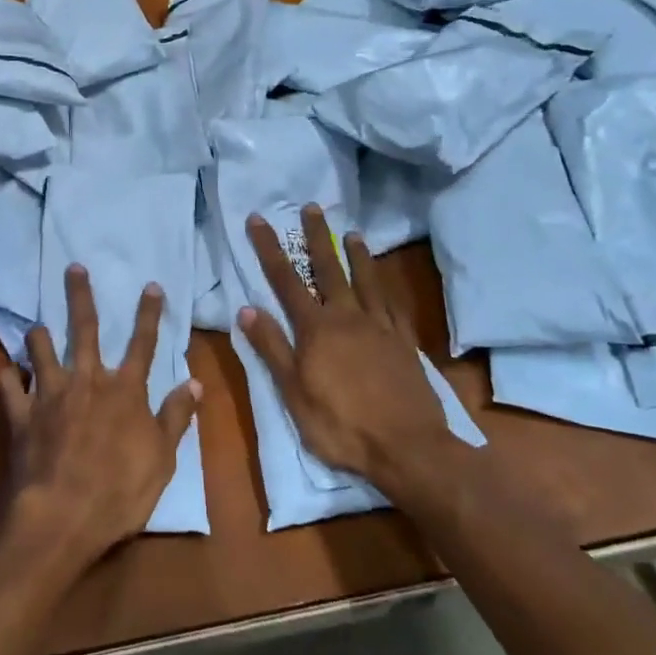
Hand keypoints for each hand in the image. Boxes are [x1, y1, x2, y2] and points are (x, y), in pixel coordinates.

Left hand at [0, 265, 200, 570]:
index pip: (142, 343)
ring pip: (40, 351)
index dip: (148, 313)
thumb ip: (176, 417)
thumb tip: (195, 382)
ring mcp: (49, 396)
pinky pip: (8, 388)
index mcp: (124, 390)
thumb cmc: (119, 492)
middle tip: (73, 268)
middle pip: (83, 329)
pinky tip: (7, 374)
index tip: (151, 285)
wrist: (61, 519)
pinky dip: (8, 379)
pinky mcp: (20, 416)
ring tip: (35, 327)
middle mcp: (86, 381)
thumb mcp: (161, 459)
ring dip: (38, 337)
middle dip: (80, 296)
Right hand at [239, 205, 463, 497]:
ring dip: (356, 255)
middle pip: (329, 269)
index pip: (286, 280)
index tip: (259, 219)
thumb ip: (273, 348)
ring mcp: (380, 327)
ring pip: (366, 280)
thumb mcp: (294, 393)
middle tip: (312, 207)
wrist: (408, 447)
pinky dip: (385, 286)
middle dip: (317, 237)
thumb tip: (247, 309)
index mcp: (317, 329)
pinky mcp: (404, 342)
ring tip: (352, 232)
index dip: (270, 248)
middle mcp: (348, 317)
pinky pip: (393, 304)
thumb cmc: (342, 425)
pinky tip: (384, 281)